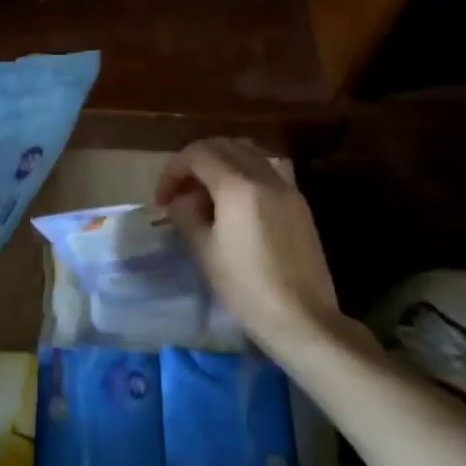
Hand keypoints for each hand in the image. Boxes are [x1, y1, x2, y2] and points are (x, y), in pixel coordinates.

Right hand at [156, 138, 359, 354]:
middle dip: (195, 162)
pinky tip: (233, 207)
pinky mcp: (299, 205)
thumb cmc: (246, 288)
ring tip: (205, 196)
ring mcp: (286, 188)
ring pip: (247, 154)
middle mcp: (264, 177)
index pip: (197, 154)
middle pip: (223, 146)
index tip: (163, 200)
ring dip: (220, 164)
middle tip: (180, 192)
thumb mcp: (204, 251)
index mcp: (238, 186)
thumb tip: (182, 201)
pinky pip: (265, 172)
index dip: (173, 171)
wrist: (302, 319)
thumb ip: (187, 215)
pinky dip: (242, 175)